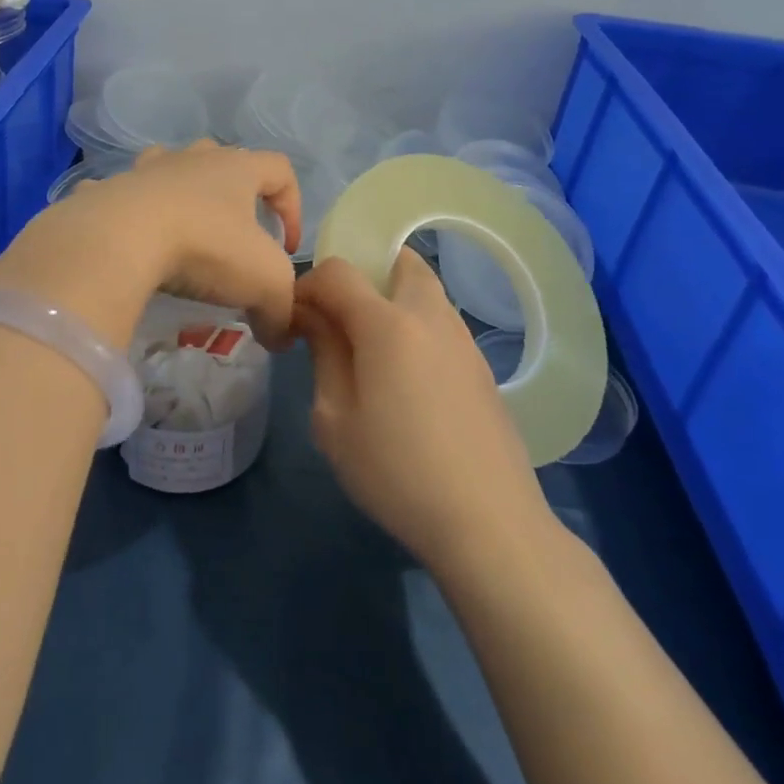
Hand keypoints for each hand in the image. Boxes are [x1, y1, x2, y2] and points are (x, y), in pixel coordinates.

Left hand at [9, 141, 301, 347]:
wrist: (119, 239)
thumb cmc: (205, 248)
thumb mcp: (265, 284)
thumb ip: (282, 311)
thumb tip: (280, 337)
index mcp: (236, 168)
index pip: (280, 169)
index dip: (293, 205)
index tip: (288, 248)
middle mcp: (190, 159)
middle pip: (221, 159)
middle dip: (234, 193)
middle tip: (234, 235)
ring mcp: (144, 171)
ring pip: (168, 167)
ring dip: (179, 193)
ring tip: (181, 232)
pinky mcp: (106, 191)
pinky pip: (118, 195)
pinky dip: (125, 214)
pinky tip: (125, 244)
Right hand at [294, 250, 550, 571]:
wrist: (488, 522)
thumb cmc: (396, 472)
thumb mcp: (334, 419)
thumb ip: (323, 354)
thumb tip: (313, 316)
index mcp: (388, 323)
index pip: (339, 271)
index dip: (308, 285)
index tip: (296, 321)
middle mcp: (431, 316)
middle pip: (398, 260)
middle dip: (362, 273)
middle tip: (340, 319)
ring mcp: (464, 340)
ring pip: (425, 289)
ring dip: (391, 298)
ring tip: (369, 350)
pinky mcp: (482, 367)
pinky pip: (441, 322)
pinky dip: (415, 325)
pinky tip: (405, 378)